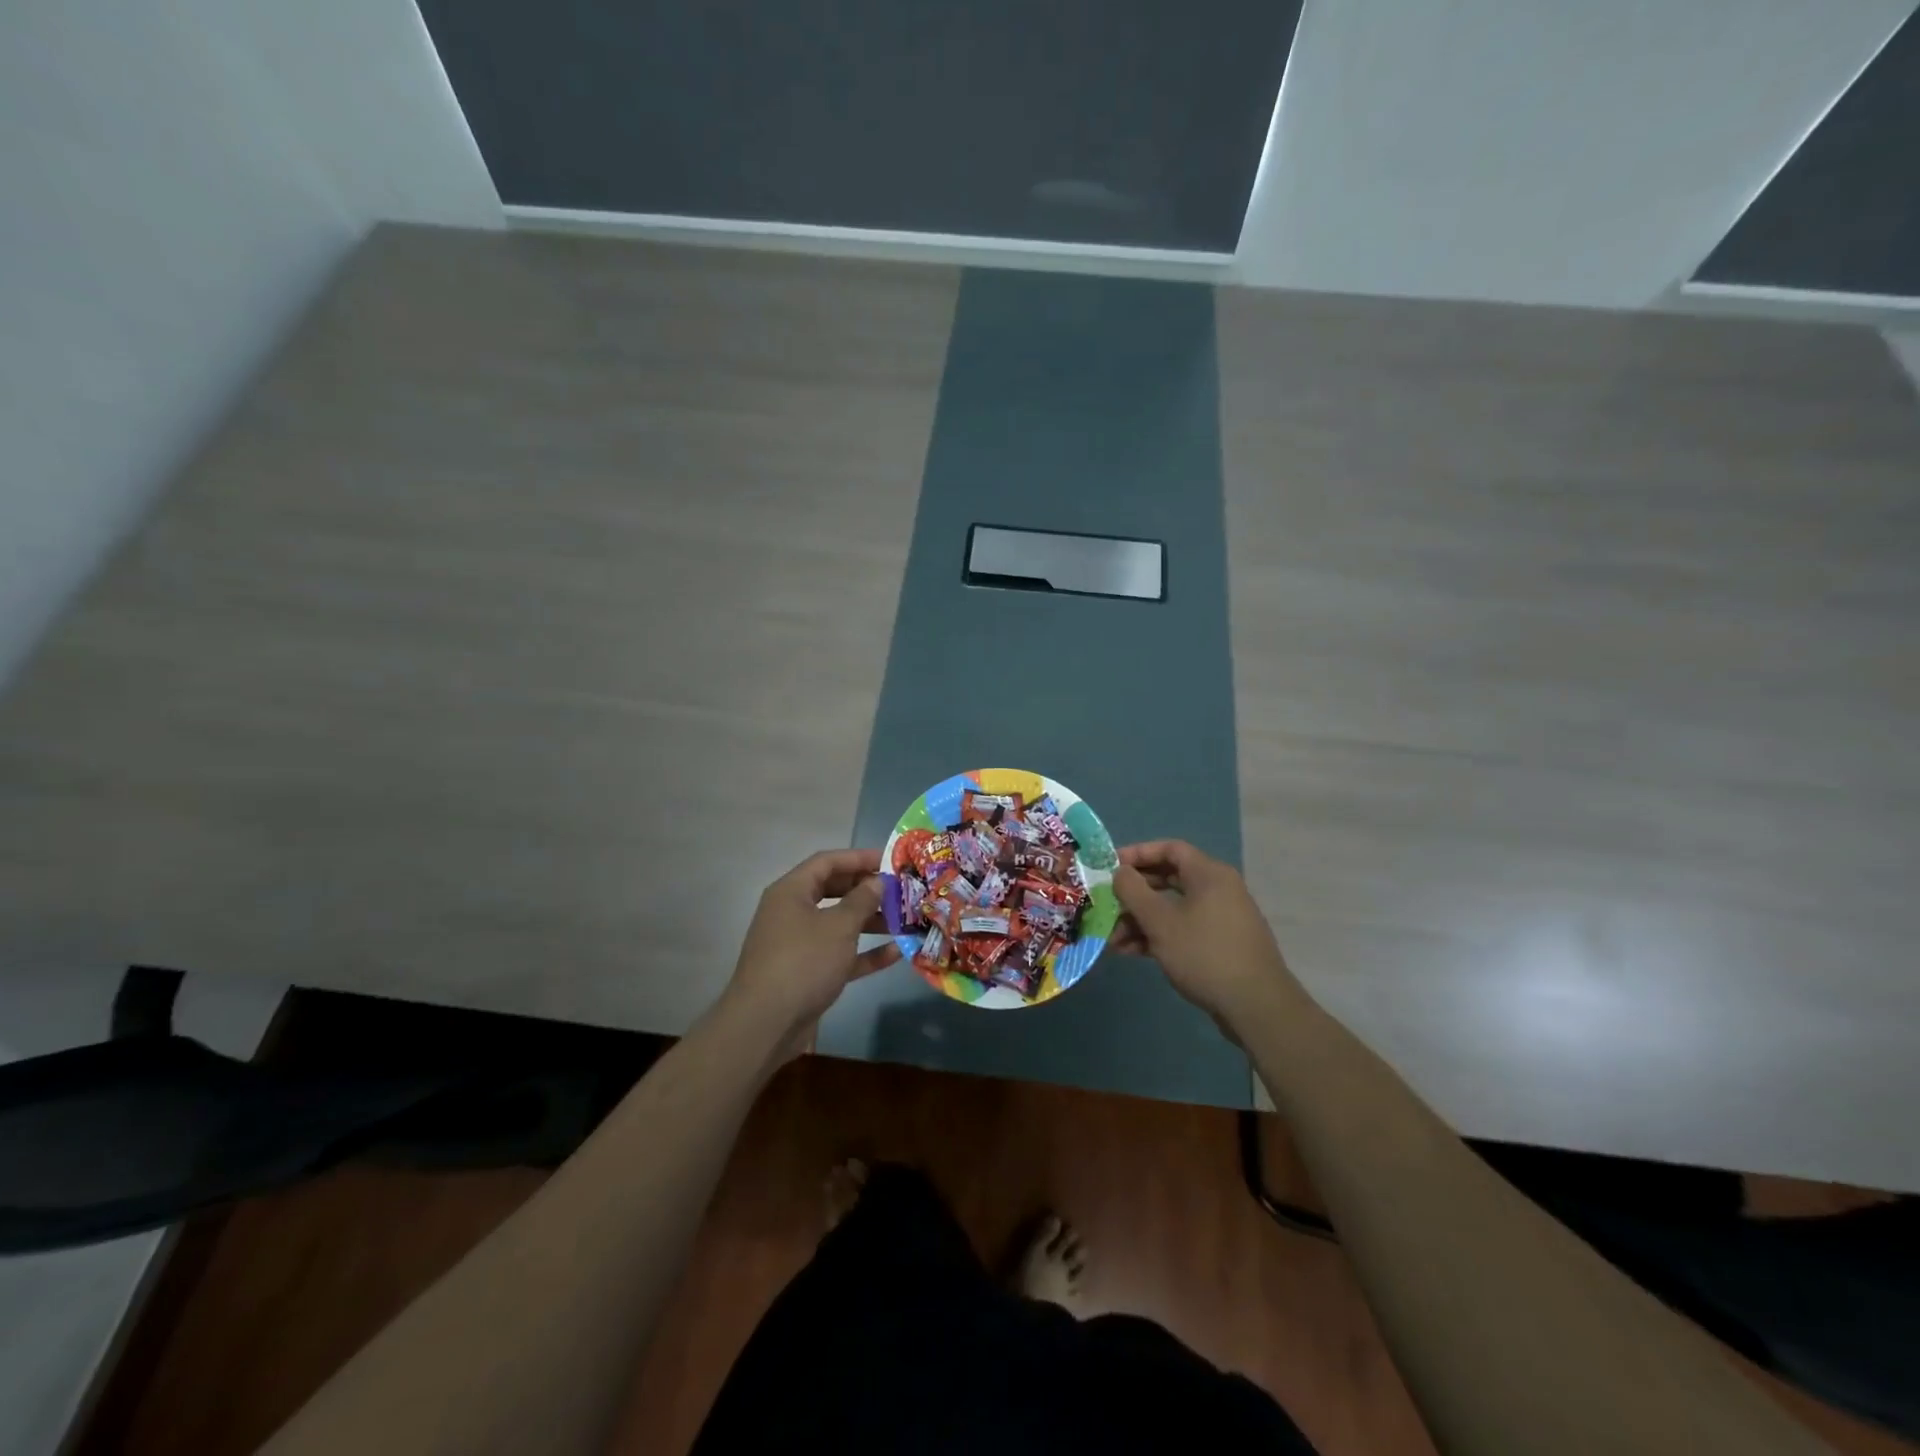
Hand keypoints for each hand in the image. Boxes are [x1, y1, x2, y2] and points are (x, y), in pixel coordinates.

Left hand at [723, 848, 900, 1037]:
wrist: (765, 1024)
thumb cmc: (803, 962)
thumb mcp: (838, 927)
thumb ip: (862, 900)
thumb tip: (877, 881)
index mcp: (791, 891)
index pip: (827, 861)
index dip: (859, 857)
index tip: (891, 860)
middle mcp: (792, 912)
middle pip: (833, 890)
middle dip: (867, 890)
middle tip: (899, 890)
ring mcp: (798, 944)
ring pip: (838, 923)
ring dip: (870, 921)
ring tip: (903, 920)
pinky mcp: (807, 973)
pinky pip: (839, 954)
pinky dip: (863, 953)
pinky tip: (895, 953)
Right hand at [1110, 840, 1301, 1028]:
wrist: (1256, 1006)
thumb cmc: (1204, 954)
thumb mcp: (1161, 922)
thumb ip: (1134, 891)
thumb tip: (1120, 871)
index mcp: (1209, 874)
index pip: (1169, 849)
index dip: (1137, 853)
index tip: (1109, 867)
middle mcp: (1217, 890)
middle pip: (1168, 879)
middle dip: (1134, 894)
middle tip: (1106, 903)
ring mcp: (1220, 918)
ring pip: (1172, 908)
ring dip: (1140, 920)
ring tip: (1112, 939)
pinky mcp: (1219, 945)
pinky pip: (1182, 929)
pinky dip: (1157, 936)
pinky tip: (1131, 952)